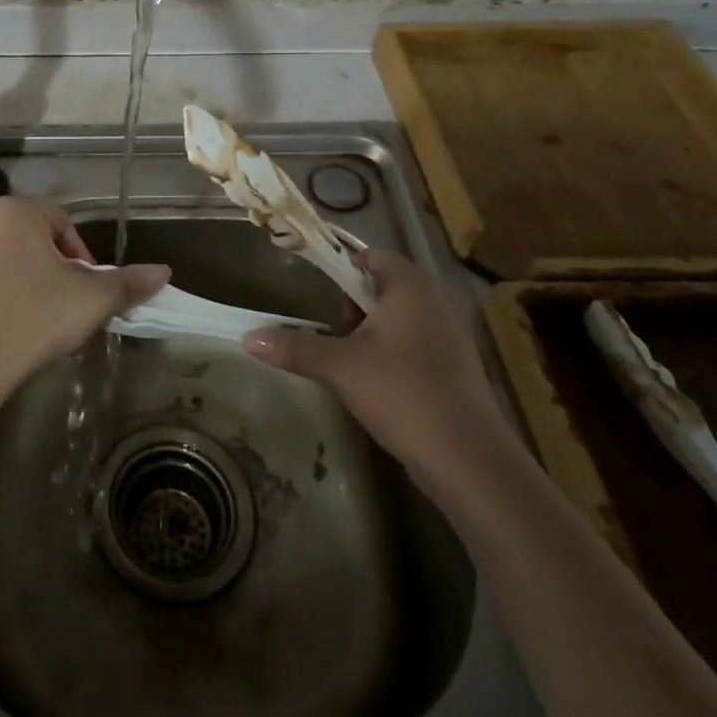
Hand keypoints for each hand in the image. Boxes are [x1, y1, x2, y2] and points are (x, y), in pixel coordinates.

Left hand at [0, 196, 169, 410]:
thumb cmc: (31, 316)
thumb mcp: (90, 300)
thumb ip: (127, 283)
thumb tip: (164, 272)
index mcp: (17, 211)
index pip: (64, 222)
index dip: (84, 257)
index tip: (89, 292)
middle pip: (38, 241)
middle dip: (60, 273)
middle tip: (72, 310)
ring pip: (13, 262)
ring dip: (36, 287)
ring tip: (46, 325)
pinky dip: (8, 300)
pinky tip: (16, 333)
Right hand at [244, 249, 507, 486]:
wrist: (468, 459)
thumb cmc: (401, 392)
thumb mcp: (339, 366)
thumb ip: (294, 347)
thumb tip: (248, 337)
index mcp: (410, 284)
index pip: (367, 256)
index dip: (338, 269)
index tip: (311, 291)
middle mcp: (435, 299)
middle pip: (381, 286)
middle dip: (351, 306)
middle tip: (330, 331)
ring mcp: (450, 333)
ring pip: (397, 317)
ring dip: (369, 333)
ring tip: (346, 359)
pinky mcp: (457, 366)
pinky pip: (414, 343)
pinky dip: (391, 354)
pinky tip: (375, 382)